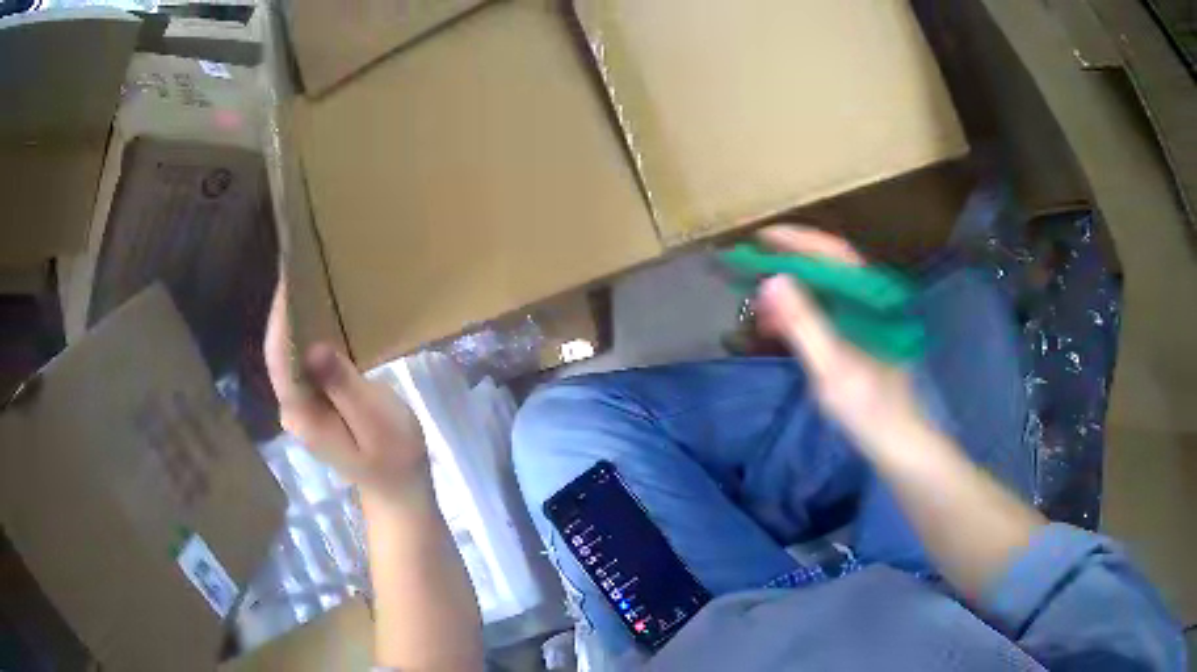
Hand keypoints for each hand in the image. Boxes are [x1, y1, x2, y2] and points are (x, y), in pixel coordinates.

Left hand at [264, 282, 431, 504]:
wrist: (399, 489)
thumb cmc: (394, 456)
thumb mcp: (376, 419)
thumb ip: (343, 385)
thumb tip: (315, 347)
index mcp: (302, 414)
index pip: (279, 359)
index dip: (279, 318)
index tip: (287, 279)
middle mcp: (292, 410)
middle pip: (279, 356)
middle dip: (284, 314)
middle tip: (300, 272)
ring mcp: (300, 410)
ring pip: (289, 360)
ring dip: (295, 325)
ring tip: (308, 287)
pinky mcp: (312, 407)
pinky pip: (302, 368)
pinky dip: (307, 341)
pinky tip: (321, 321)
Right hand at [753, 225, 930, 452]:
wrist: (899, 444)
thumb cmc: (870, 408)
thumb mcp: (833, 368)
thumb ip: (805, 323)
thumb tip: (773, 280)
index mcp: (870, 301)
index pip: (833, 253)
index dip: (798, 240)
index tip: (762, 236)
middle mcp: (869, 302)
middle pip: (827, 270)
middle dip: (787, 269)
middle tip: (752, 277)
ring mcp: (866, 321)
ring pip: (824, 293)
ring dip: (790, 296)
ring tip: (760, 312)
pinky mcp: (860, 340)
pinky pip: (825, 316)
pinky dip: (799, 318)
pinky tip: (780, 332)